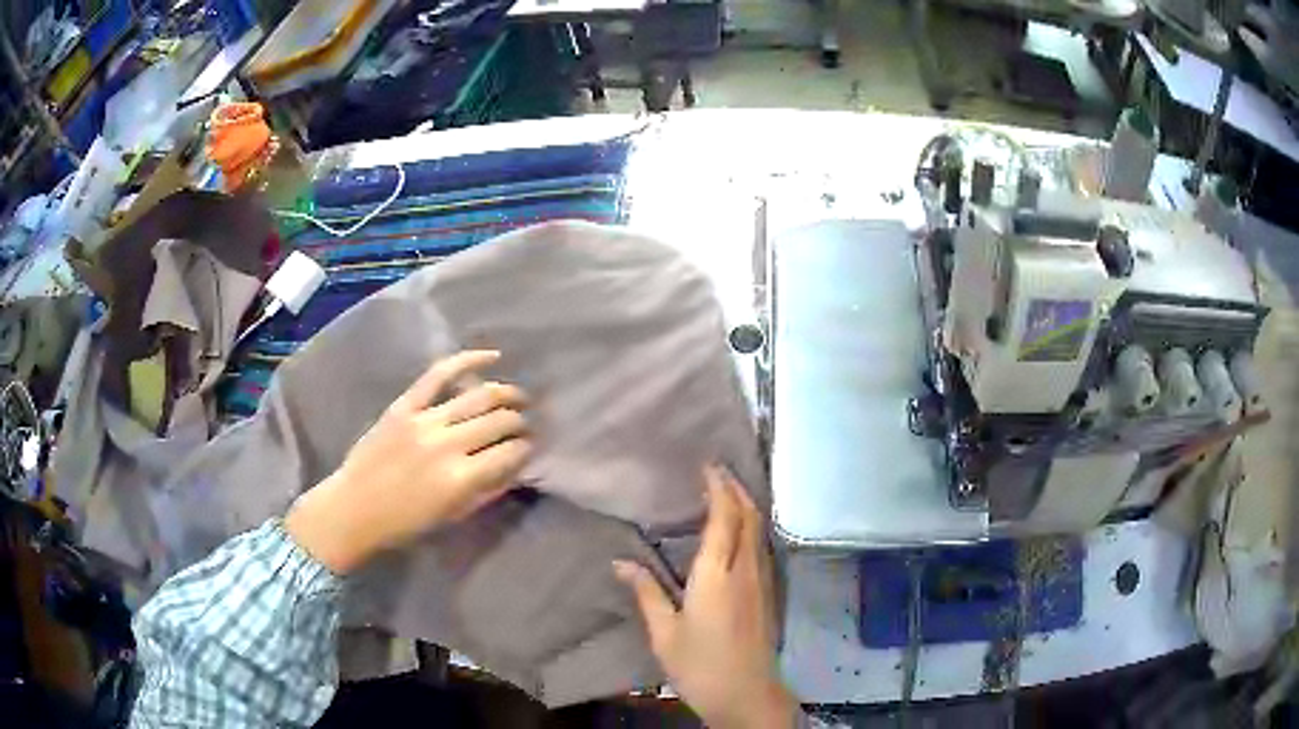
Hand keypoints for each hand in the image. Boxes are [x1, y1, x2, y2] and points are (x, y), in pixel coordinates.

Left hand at [285, 350, 531, 573]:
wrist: (354, 508)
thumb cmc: (405, 523)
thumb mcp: (453, 515)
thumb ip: (488, 490)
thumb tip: (516, 467)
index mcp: (461, 478)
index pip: (510, 453)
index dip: (526, 449)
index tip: (530, 448)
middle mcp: (448, 444)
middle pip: (499, 421)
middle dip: (520, 422)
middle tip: (525, 425)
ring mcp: (425, 420)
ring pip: (479, 396)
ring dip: (506, 394)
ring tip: (518, 397)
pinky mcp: (405, 405)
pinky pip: (439, 374)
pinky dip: (467, 361)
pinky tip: (491, 356)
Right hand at [615, 466, 797, 728]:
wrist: (746, 694)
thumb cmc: (700, 664)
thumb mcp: (664, 632)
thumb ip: (646, 593)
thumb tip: (620, 562)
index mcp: (717, 574)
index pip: (724, 517)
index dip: (719, 487)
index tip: (708, 465)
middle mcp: (746, 569)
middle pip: (749, 516)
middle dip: (737, 488)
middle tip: (718, 471)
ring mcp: (763, 581)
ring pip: (759, 530)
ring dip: (746, 505)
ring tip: (727, 492)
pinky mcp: (769, 594)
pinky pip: (762, 546)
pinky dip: (751, 527)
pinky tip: (738, 533)